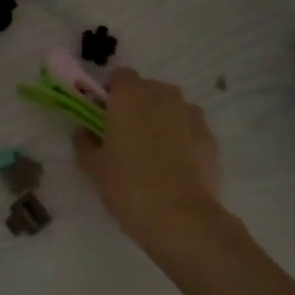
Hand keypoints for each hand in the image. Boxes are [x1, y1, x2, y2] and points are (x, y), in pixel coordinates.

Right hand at [75, 68, 225, 251]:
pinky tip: (175, 167)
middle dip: (136, 106)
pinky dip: (181, 138)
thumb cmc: (128, 187)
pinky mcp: (210, 136)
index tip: (104, 116)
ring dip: (161, 120)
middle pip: (147, 89)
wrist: (181, 218)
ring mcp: (191, 114)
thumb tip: (85, 132)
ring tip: (153, 154)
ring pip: (171, 108)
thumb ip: (85, 143)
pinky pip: (189, 128)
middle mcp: (163, 95)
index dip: (111, 93)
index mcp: (130, 96)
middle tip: (126, 137)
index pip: (120, 76)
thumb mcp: (93, 168)